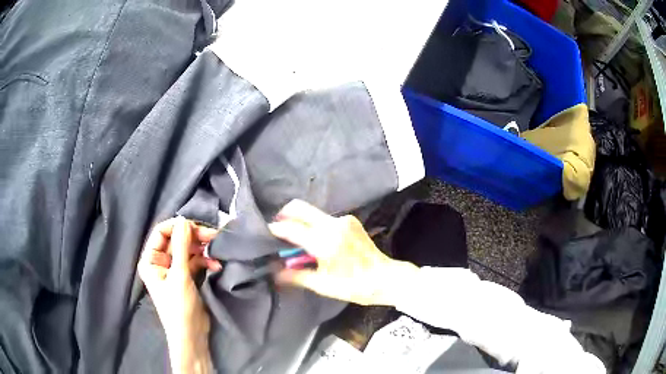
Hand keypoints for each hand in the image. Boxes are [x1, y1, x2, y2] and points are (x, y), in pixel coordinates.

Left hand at [137, 216, 221, 373]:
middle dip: (194, 238)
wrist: (191, 336)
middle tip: (214, 236)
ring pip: (187, 250)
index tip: (197, 227)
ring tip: (217, 249)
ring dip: (202, 249)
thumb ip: (181, 246)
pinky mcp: (186, 277)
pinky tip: (216, 264)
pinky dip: (205, 261)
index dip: (178, 227)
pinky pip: (195, 262)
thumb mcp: (180, 275)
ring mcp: (173, 270)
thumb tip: (184, 219)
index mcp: (150, 260)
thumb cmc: (179, 307)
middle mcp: (160, 262)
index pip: (161, 232)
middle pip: (176, 240)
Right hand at [268, 200, 417, 305]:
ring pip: (311, 212)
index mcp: (325, 242)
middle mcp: (333, 224)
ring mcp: (343, 220)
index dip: (275, 229)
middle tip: (277, 229)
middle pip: (299, 207)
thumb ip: (295, 276)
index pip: (291, 228)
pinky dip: (314, 225)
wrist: (385, 278)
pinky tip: (315, 240)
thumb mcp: (322, 285)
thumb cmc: (354, 286)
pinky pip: (324, 218)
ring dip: (299, 221)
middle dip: (284, 215)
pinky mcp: (350, 220)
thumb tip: (273, 272)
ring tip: (295, 240)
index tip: (264, 232)